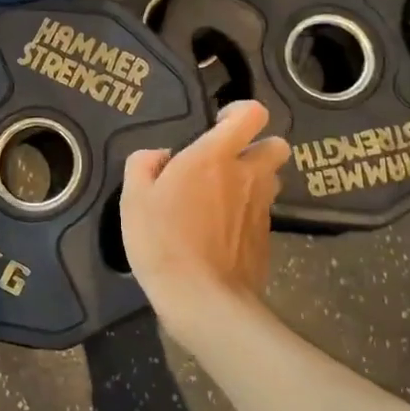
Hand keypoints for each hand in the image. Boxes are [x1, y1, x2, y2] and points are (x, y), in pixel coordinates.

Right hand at [121, 101, 289, 329]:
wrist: (202, 298)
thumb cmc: (162, 241)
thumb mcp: (133, 199)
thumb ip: (143, 164)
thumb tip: (159, 156)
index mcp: (215, 157)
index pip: (252, 114)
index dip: (240, 112)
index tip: (220, 124)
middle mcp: (248, 175)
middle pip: (276, 145)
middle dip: (257, 147)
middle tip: (227, 163)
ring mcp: (262, 207)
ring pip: (272, 179)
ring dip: (255, 180)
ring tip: (224, 198)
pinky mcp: (267, 237)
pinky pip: (263, 212)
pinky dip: (248, 213)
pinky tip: (222, 232)